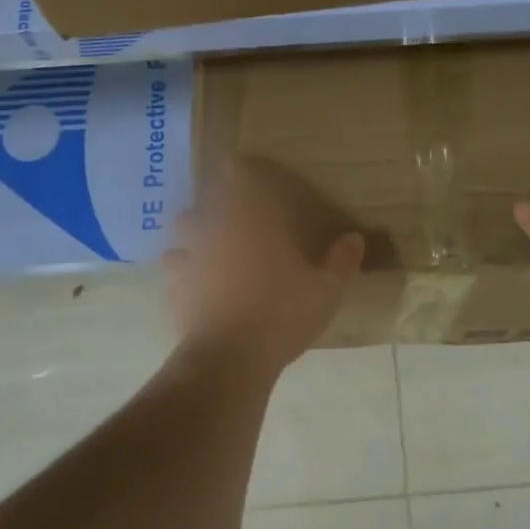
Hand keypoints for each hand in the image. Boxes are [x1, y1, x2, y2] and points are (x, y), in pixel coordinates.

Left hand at [164, 157, 364, 372]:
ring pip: (182, 231)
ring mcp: (188, 257)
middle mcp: (213, 228)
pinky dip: (185, 270)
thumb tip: (355, 238)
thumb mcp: (326, 291)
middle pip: (204, 199)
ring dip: (195, 234)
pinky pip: (176, 269)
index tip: (254, 174)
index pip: (236, 172)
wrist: (230, 359)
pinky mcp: (174, 288)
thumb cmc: (282, 314)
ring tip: (213, 248)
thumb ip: (341, 262)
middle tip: (239, 217)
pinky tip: (199, 284)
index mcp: (249, 218)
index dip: (243, 170)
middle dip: (218, 204)